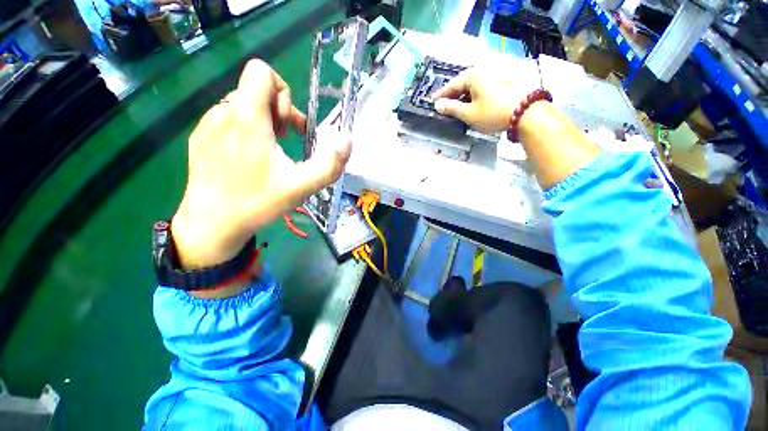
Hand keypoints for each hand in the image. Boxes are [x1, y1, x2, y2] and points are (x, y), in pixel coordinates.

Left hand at [171, 59, 351, 270]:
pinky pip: (228, 119)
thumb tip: (348, 140)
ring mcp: (207, 124)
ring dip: (263, 123)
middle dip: (278, 113)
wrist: (212, 225)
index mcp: (247, 118)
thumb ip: (330, 164)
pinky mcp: (200, 137)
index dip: (283, 93)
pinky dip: (246, 131)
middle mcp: (223, 112)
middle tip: (285, 142)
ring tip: (269, 153)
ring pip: (242, 105)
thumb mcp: (302, 186)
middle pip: (255, 90)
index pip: (261, 72)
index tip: (289, 125)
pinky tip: (249, 159)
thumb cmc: (258, 203)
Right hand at [432, 68, 534, 133]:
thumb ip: (452, 108)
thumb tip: (438, 105)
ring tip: (456, 107)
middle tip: (443, 105)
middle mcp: (483, 72)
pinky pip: (482, 89)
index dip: (441, 95)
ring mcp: (495, 77)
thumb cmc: (493, 113)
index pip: (451, 85)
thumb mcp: (469, 114)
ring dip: (463, 97)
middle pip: (462, 84)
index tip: (431, 101)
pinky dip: (474, 97)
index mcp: (473, 76)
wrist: (526, 112)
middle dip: (452, 95)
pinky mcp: (503, 84)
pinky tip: (473, 105)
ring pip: (473, 87)